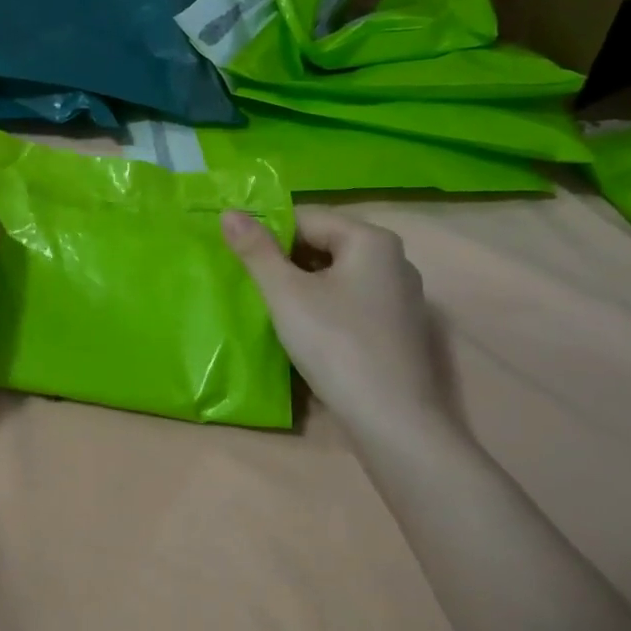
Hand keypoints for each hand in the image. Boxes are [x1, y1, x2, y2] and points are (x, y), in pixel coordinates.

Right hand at [223, 206, 456, 442]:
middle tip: (251, 285)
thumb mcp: (286, 295)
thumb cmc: (335, 345)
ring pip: (338, 276)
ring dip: (304, 286)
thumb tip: (229, 213)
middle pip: (325, 244)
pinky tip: (307, 332)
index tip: (239, 258)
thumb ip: (256, 251)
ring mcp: (401, 295)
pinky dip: (326, 307)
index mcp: (371, 240)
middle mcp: (394, 259)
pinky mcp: (399, 328)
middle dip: (286, 261)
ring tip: (273, 308)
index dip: (268, 233)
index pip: (308, 218)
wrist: (392, 418)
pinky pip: (353, 302)